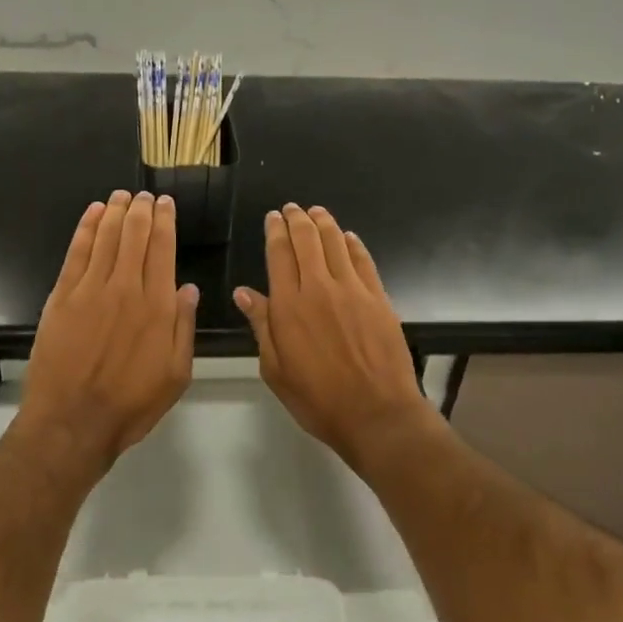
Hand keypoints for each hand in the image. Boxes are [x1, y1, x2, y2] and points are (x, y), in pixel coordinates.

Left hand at [19, 190, 197, 474]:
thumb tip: (188, 288)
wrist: (72, 422)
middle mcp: (125, 288)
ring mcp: (91, 289)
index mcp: (157, 306)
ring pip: (106, 237)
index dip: (165, 221)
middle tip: (144, 195)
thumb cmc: (130, 404)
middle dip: (141, 210)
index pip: (163, 249)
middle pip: (135, 235)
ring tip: (122, 196)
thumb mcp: (176, 374)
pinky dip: (86, 228)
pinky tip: (94, 213)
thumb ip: (184, 327)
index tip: (166, 203)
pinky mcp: (63, 296)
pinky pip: (77, 252)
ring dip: (116, 211)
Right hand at [234, 205, 427, 467]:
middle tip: (292, 208)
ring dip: (324, 223)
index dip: (275, 231)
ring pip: (335, 243)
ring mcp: (352, 290)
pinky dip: (353, 244)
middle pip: (307, 240)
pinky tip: (348, 237)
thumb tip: (244, 292)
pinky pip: (363, 260)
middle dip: (297, 219)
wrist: (377, 413)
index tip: (273, 218)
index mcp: (289, 306)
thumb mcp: (276, 369)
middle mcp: (319, 288)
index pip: (279, 254)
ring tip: (316, 212)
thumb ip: (261, 325)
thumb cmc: (318, 399)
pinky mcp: (378, 297)